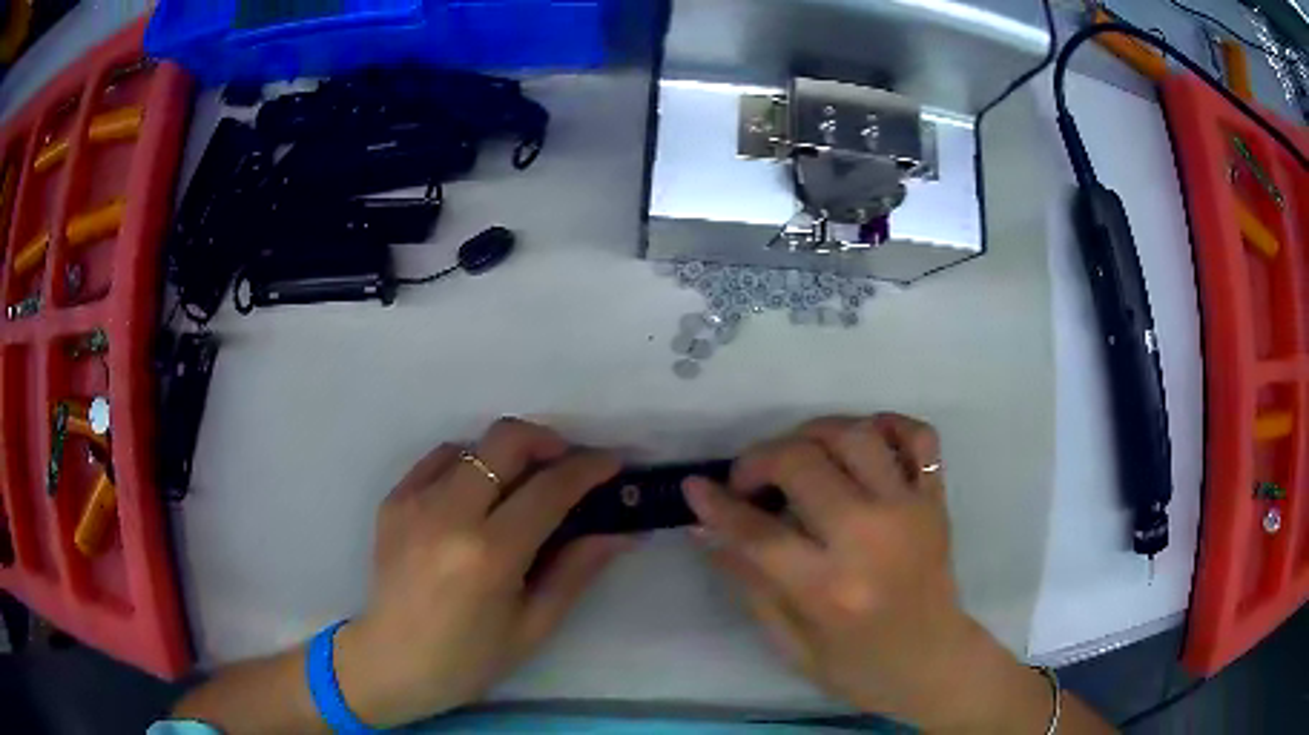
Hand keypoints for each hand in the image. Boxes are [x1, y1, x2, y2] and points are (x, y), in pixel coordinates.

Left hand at [334, 418, 629, 727]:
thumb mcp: (534, 626)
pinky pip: (440, 459)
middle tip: (569, 465)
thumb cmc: (469, 659)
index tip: (613, 463)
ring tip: (523, 487)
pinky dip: (469, 464)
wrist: (390, 662)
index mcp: (489, 554)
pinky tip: (478, 495)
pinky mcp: (394, 499)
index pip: (549, 489)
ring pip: (473, 445)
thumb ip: (577, 570)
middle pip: (506, 441)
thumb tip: (621, 531)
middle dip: (548, 441)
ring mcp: (414, 501)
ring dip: (508, 455)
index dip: (589, 469)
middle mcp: (448, 514)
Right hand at [684, 414, 1056, 731]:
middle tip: (748, 480)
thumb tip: (708, 528)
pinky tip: (860, 442)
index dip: (716, 505)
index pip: (757, 532)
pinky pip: (916, 435)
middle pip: (802, 463)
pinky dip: (886, 424)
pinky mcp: (934, 498)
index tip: (695, 487)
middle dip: (759, 460)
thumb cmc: (857, 666)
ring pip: (854, 434)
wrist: (933, 661)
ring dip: (812, 433)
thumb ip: (749, 582)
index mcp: (828, 590)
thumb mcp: (790, 644)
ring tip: (796, 456)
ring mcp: (910, 510)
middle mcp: (870, 539)